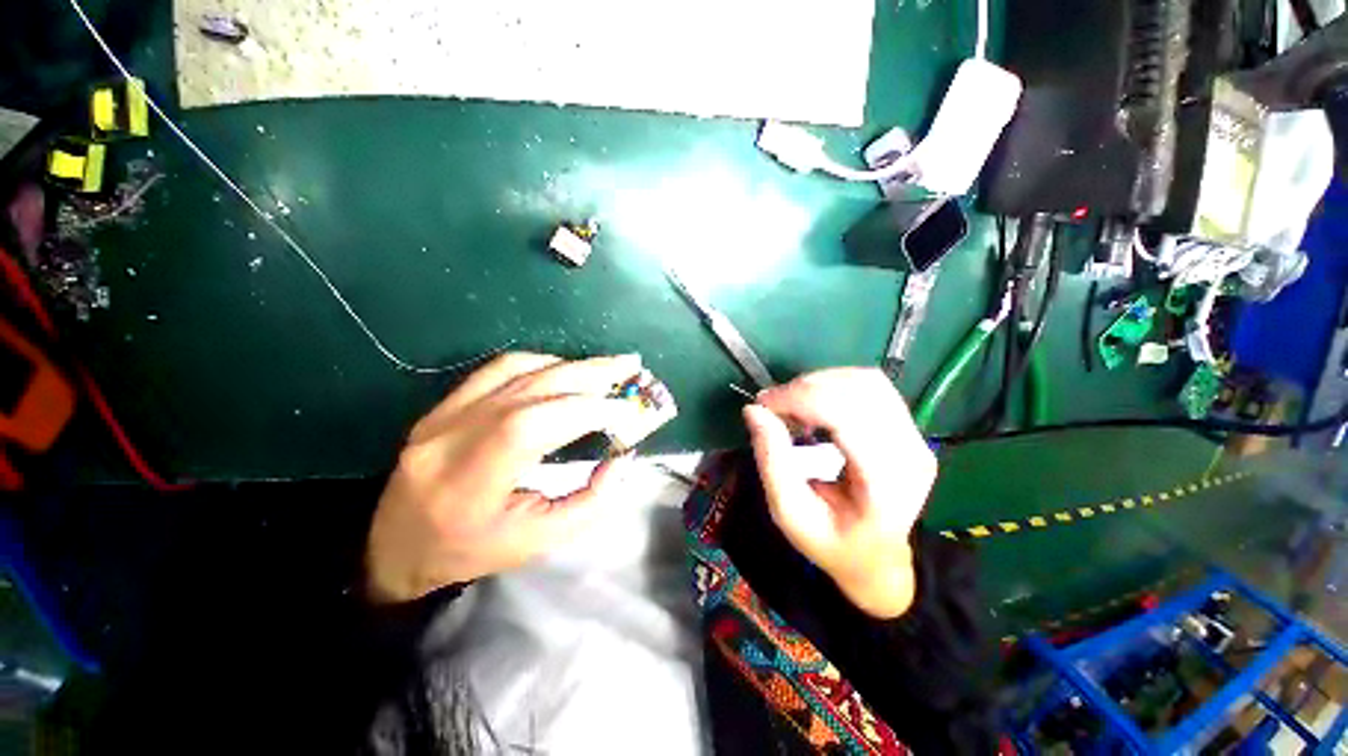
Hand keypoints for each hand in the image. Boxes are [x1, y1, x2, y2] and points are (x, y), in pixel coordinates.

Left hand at [366, 353, 645, 603]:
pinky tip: (567, 370)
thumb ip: (590, 501)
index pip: (529, 427)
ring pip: (516, 371)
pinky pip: (497, 368)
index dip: (584, 410)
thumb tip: (624, 457)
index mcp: (467, 486)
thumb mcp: (539, 542)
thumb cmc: (473, 551)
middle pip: (527, 388)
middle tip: (630, 366)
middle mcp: (448, 439)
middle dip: (588, 375)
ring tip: (608, 367)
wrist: (396, 547)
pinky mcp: (443, 405)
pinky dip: (541, 363)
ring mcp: (441, 415)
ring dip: (570, 365)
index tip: (626, 409)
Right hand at [743, 369, 936, 618]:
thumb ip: (772, 460)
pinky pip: (872, 385)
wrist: (877, 558)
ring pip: (866, 380)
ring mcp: (916, 437)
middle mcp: (910, 452)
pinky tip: (814, 405)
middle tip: (773, 406)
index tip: (764, 403)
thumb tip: (754, 410)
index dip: (800, 398)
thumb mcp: (790, 513)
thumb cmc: (832, 543)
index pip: (846, 414)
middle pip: (859, 389)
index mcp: (885, 482)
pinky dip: (834, 385)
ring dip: (820, 383)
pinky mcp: (909, 428)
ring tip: (793, 405)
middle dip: (806, 387)